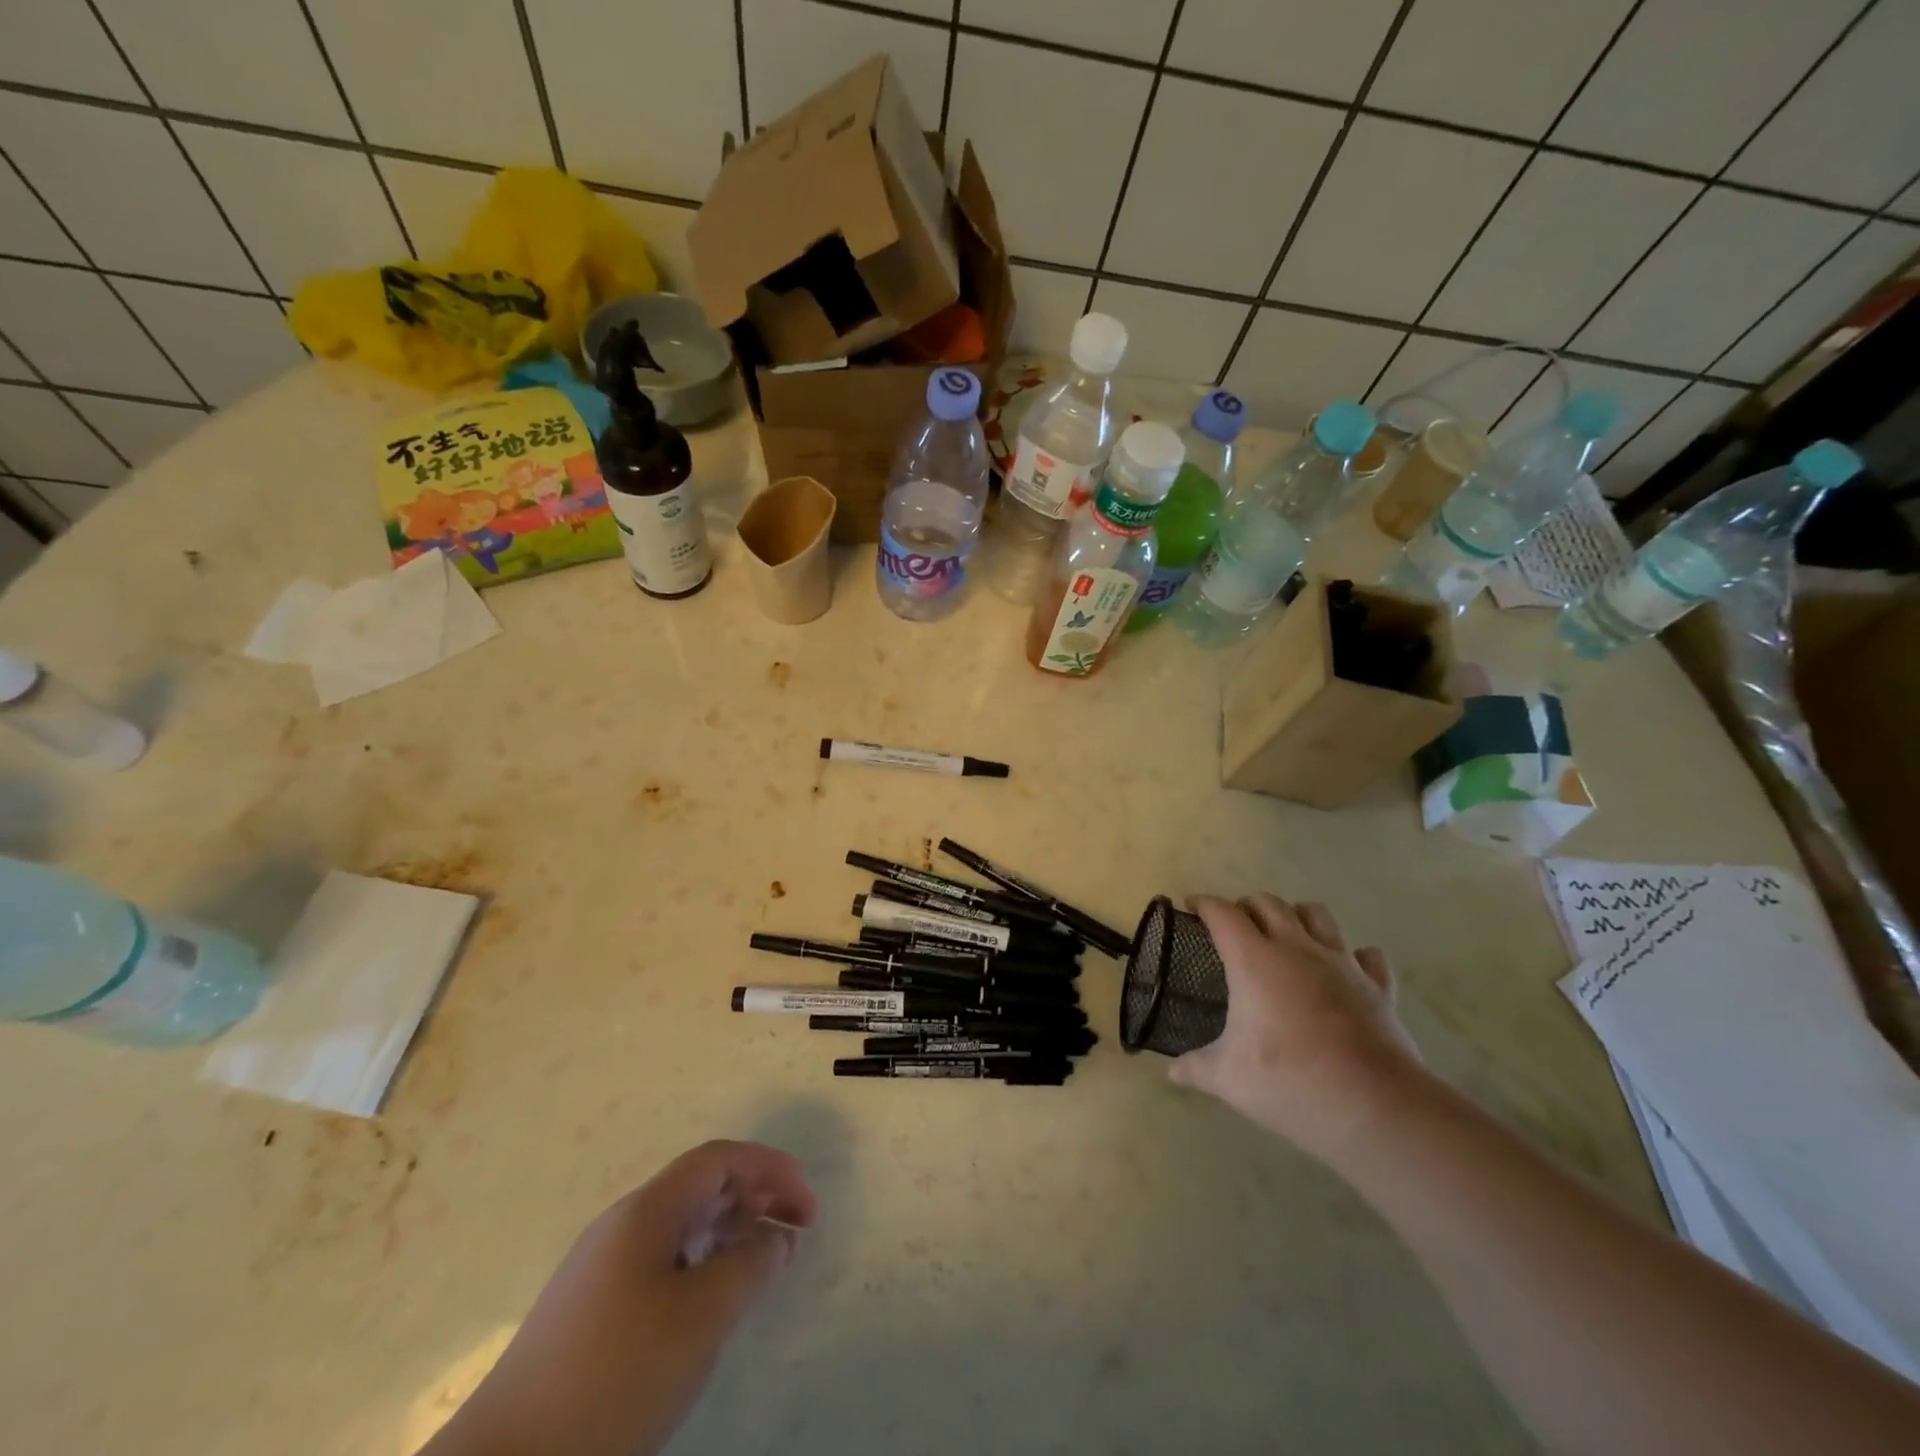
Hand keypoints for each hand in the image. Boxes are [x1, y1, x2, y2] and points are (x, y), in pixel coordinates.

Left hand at [424, 1140, 815, 1455]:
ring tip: (763, 1259)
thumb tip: (778, 1235)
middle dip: (754, 1195)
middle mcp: (622, 1223)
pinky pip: (660, 1259)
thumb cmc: (617, 1375)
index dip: (770, 1168)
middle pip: (700, 1185)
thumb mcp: (701, 1318)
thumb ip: (750, 1265)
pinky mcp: (589, 1309)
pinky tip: (711, 1297)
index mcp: (647, 1209)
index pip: (719, 1158)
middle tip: (796, 1229)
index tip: (807, 1203)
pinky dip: (701, 1260)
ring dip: (729, 1229)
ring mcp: (600, 1266)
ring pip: (680, 1224)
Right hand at [1170, 895, 1425, 1165]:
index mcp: (1254, 961)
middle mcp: (1297, 949)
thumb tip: (1173, 1071)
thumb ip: (1196, 1068)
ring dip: (1296, 915)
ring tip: (1286, 935)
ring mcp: (1342, 964)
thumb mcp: (1228, 1079)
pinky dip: (1351, 955)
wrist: (1375, 1108)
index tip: (1191, 905)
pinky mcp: (1377, 987)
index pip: (1223, 914)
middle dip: (1246, 905)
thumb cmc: (1290, 1083)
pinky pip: (1366, 956)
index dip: (1204, 904)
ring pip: (1317, 914)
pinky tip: (1343, 970)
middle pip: (1269, 903)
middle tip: (1234, 926)